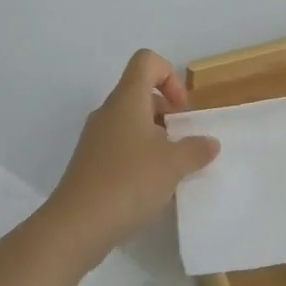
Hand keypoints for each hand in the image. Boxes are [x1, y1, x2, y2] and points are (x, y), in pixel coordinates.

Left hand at [44, 49, 219, 268]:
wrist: (77, 225)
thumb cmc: (128, 182)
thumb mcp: (173, 165)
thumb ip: (196, 149)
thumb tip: (209, 142)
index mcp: (126, 100)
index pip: (146, 61)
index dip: (169, 76)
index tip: (181, 110)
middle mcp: (108, 112)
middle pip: (140, 93)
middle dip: (167, 113)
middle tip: (183, 143)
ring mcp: (95, 138)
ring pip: (131, 122)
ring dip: (155, 138)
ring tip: (171, 169)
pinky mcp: (90, 163)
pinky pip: (120, 146)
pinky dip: (139, 157)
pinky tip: (150, 187)